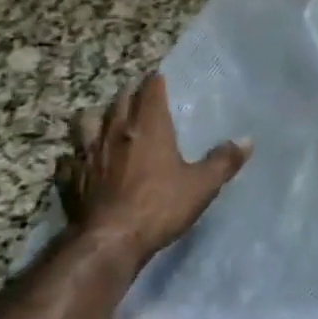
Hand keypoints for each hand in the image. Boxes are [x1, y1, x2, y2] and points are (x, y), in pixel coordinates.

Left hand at [62, 74, 250, 265]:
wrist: (109, 240)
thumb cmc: (159, 206)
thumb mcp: (202, 186)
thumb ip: (224, 161)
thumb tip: (247, 140)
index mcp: (149, 126)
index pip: (150, 89)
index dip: (155, 81)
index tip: (159, 78)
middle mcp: (116, 131)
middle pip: (120, 100)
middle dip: (130, 94)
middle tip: (139, 96)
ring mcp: (89, 153)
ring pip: (87, 122)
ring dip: (97, 118)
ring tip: (105, 122)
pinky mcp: (71, 177)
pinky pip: (70, 157)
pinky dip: (75, 155)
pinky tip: (80, 161)